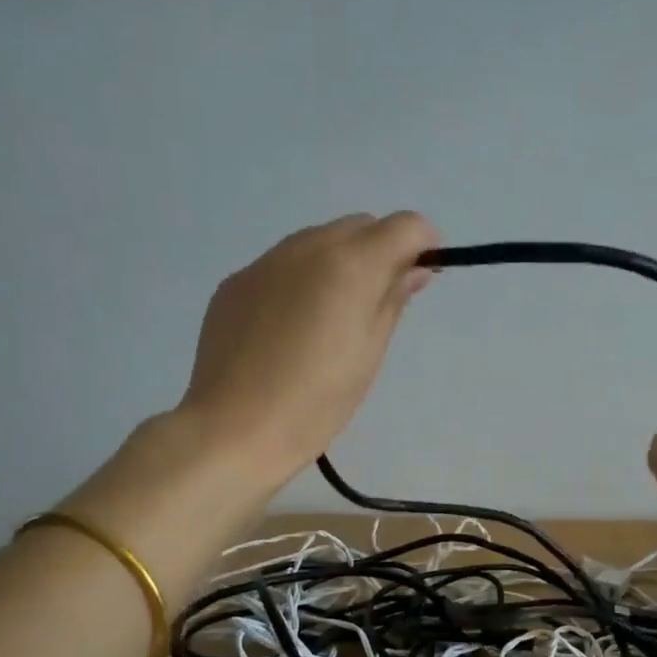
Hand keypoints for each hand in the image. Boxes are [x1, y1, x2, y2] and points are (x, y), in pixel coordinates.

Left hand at [178, 213, 439, 485]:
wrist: (234, 430)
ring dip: (339, 262)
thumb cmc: (316, 403)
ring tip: (331, 318)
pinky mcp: (235, 283)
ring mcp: (264, 263)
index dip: (423, 244)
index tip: (422, 277)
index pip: (404, 226)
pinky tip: (290, 329)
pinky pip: (281, 265)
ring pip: (317, 241)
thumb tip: (412, 270)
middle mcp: (306, 248)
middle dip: (380, 251)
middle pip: (359, 226)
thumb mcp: (368, 355)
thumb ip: (393, 301)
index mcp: (349, 267)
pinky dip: (300, 280)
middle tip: (377, 303)